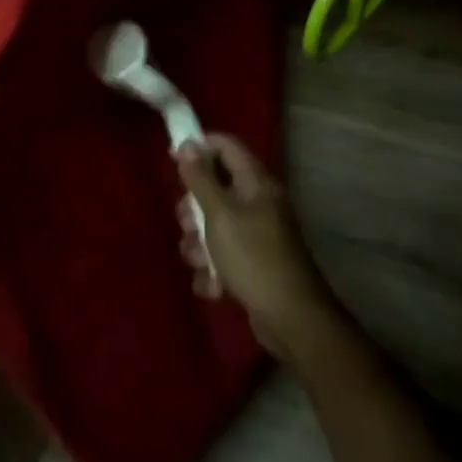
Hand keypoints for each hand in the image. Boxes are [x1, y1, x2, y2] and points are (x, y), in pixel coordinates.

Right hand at [175, 134, 339, 364]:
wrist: (289, 318)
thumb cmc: (253, 257)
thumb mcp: (219, 215)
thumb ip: (200, 179)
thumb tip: (187, 143)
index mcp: (256, 184)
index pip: (226, 147)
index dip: (199, 147)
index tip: (172, 161)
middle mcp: (257, 204)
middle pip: (214, 188)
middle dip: (193, 210)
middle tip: (189, 225)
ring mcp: (256, 234)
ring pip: (212, 226)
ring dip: (199, 246)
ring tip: (204, 264)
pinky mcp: (251, 263)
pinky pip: (220, 255)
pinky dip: (212, 270)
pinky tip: (214, 286)